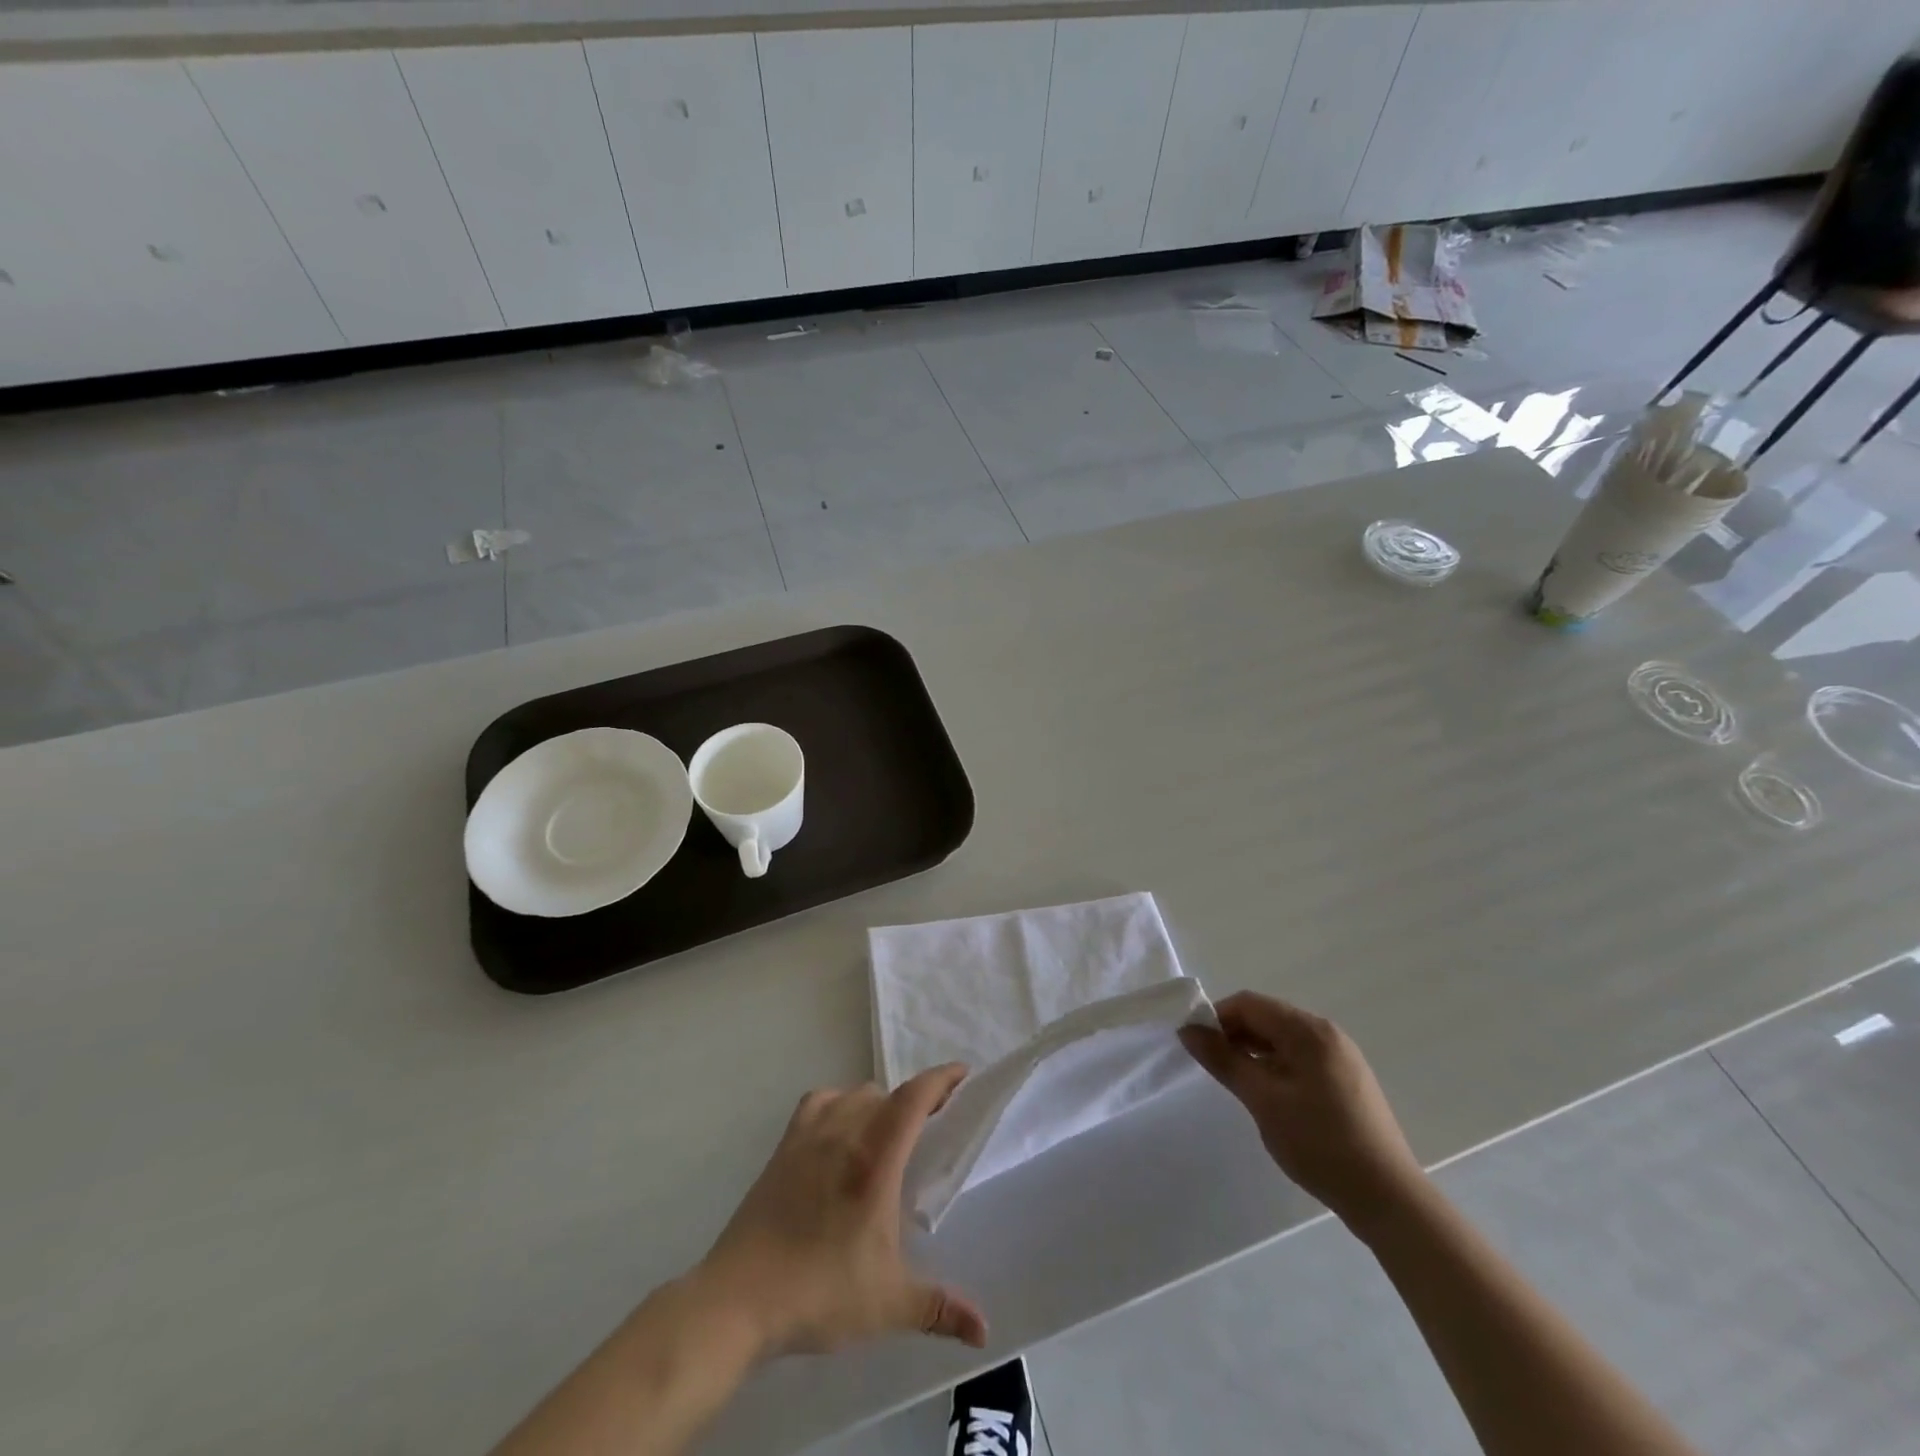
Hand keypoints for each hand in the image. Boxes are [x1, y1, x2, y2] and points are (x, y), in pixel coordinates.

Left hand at [694, 1064, 987, 1357]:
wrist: (738, 1300)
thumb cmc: (819, 1293)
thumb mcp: (888, 1304)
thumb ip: (939, 1308)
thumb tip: (984, 1330)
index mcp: (875, 1161)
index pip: (913, 1099)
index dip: (940, 1079)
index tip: (962, 1072)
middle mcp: (844, 1135)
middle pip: (886, 1094)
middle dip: (914, 1099)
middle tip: (932, 1121)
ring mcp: (809, 1137)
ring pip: (852, 1094)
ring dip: (877, 1102)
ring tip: (888, 1131)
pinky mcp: (783, 1148)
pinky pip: (817, 1103)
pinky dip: (837, 1103)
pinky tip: (840, 1129)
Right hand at [1180, 992, 1426, 1233]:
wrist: (1388, 1199)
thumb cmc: (1319, 1143)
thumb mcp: (1263, 1100)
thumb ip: (1223, 1060)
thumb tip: (1188, 1030)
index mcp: (1308, 1030)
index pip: (1249, 1004)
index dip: (1216, 1018)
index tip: (1195, 1045)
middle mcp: (1327, 1033)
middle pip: (1267, 1017)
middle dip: (1234, 1035)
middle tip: (1213, 1067)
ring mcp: (1341, 1057)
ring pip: (1283, 1039)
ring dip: (1254, 1051)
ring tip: (1238, 1084)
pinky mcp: (1347, 1080)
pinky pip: (1300, 1058)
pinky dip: (1276, 1066)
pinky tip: (1269, 1095)